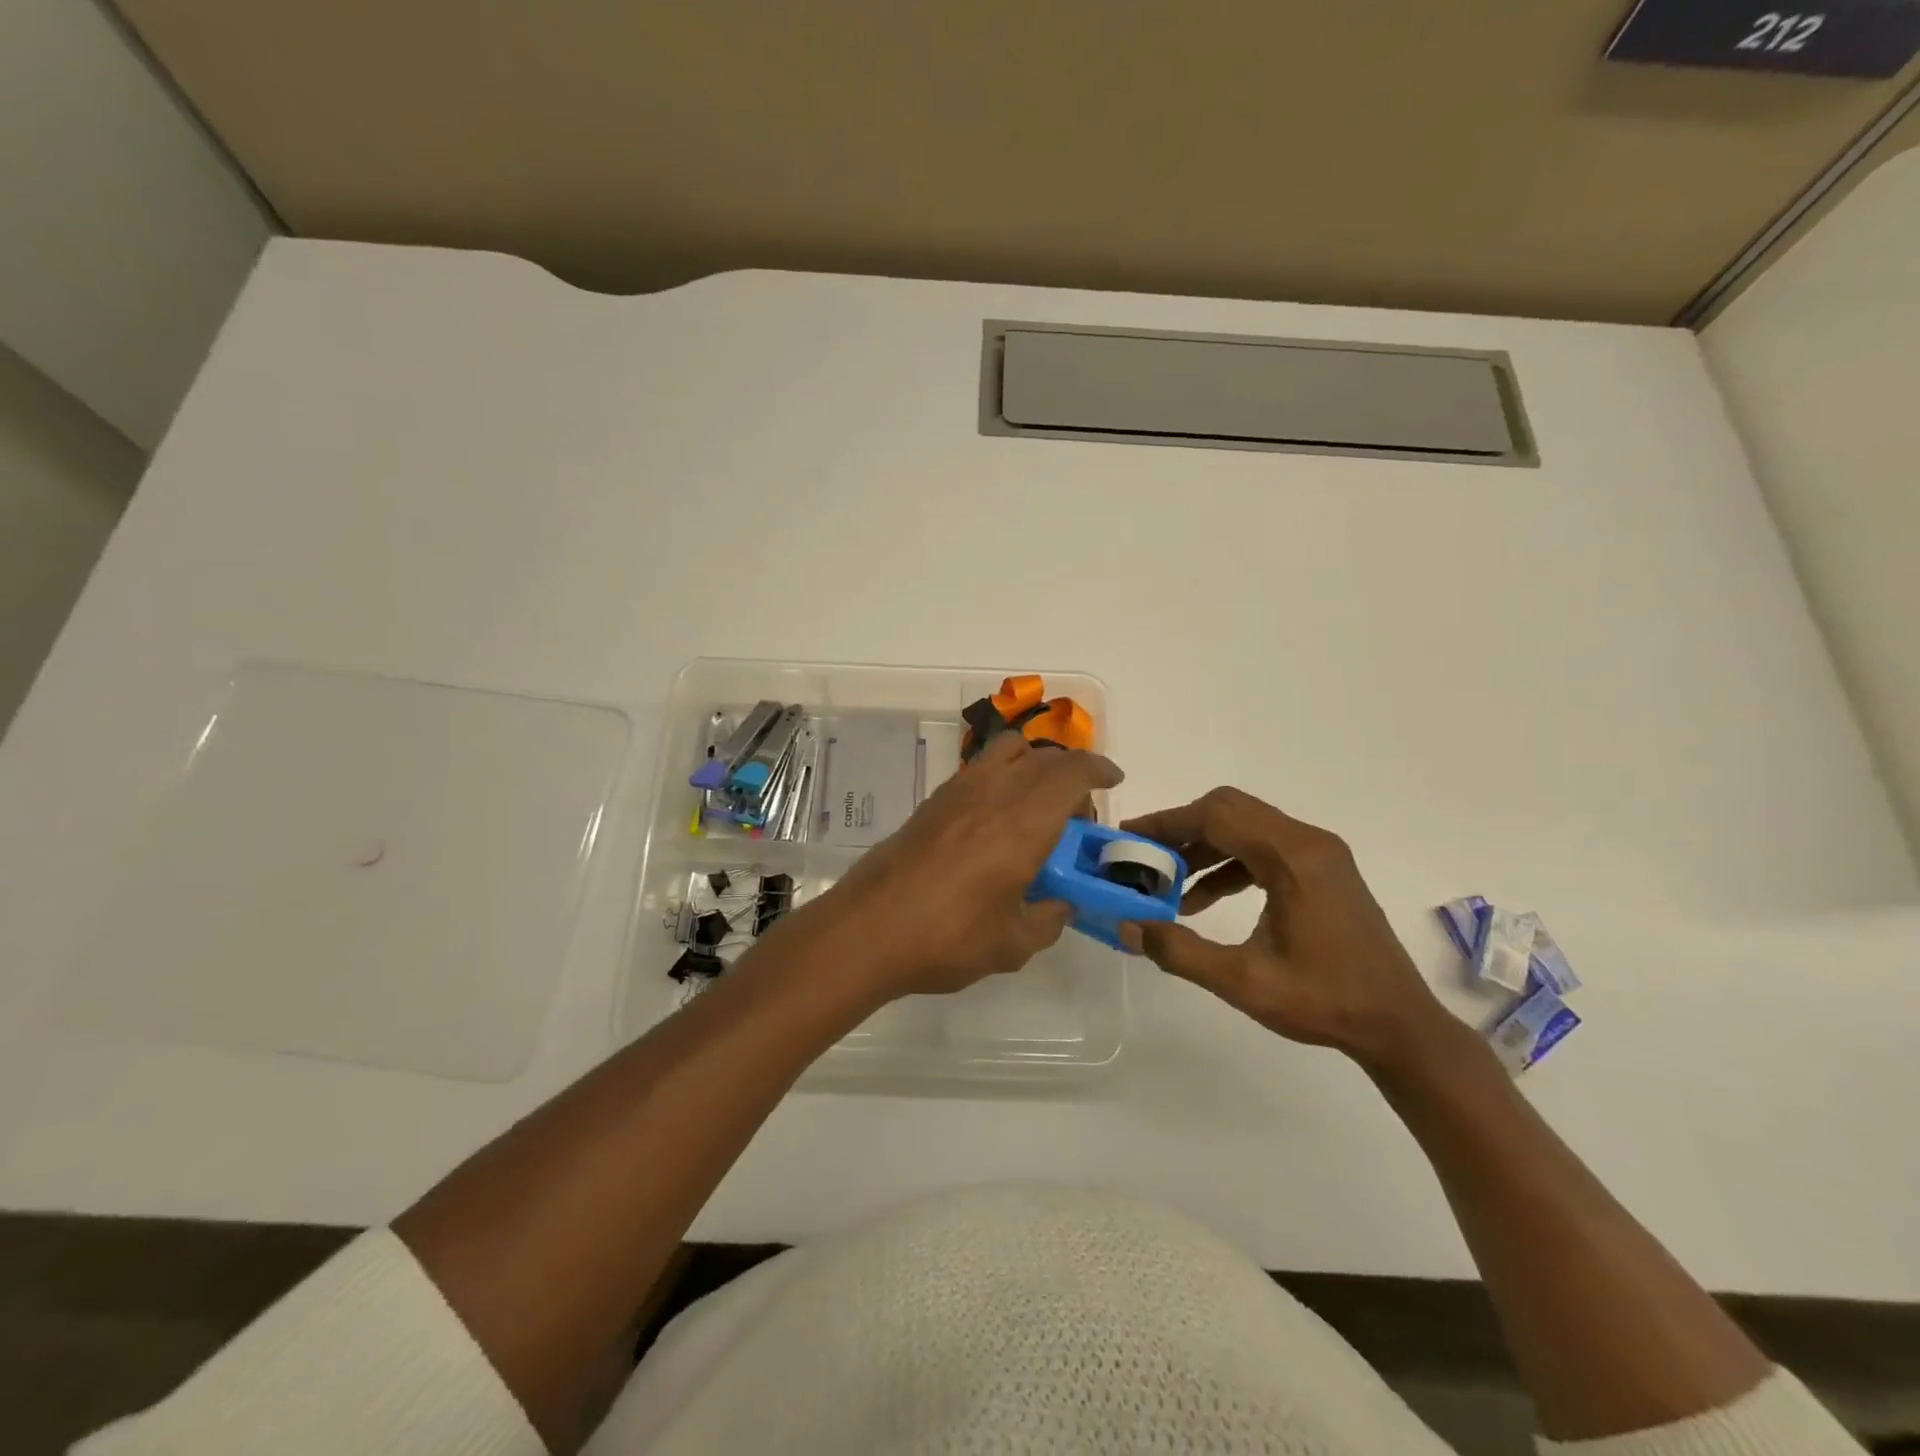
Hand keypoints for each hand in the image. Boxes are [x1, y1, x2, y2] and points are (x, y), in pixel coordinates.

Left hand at [821, 730, 1121, 996]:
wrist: (868, 929)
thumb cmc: (947, 938)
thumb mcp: (1013, 944)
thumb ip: (1048, 919)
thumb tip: (1059, 904)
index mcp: (1024, 822)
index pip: (1072, 772)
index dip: (1099, 768)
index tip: (1113, 781)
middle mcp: (994, 792)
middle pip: (1043, 757)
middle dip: (1070, 774)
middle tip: (1076, 816)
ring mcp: (958, 791)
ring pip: (1007, 751)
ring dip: (1034, 765)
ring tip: (1036, 807)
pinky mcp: (932, 801)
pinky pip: (980, 769)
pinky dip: (1002, 777)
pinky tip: (995, 822)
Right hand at [1120, 788, 1453, 1072]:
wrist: (1399, 1026)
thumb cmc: (1325, 1001)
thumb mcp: (1243, 981)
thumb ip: (1180, 950)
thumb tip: (1126, 927)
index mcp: (1293, 858)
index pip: (1217, 816)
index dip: (1167, 822)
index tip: (1129, 838)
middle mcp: (1309, 842)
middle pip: (1230, 810)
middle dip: (1182, 829)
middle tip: (1145, 857)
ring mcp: (1320, 854)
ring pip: (1246, 827)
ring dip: (1204, 847)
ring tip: (1168, 882)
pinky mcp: (1323, 870)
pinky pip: (1264, 848)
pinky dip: (1229, 863)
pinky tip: (1204, 900)